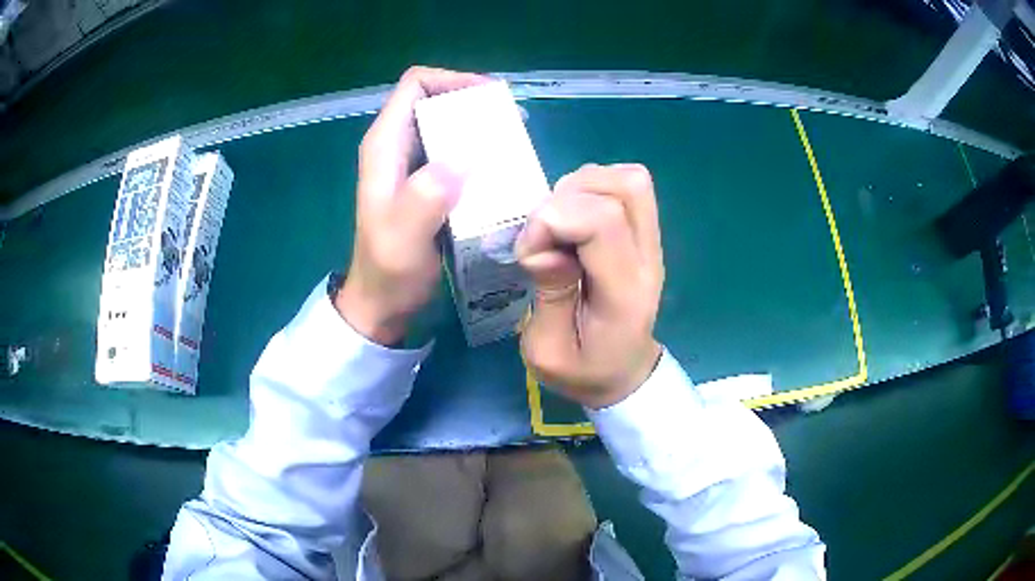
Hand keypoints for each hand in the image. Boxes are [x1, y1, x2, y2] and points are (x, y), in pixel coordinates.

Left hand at [336, 67, 486, 344]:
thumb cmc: (388, 271)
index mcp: (384, 145)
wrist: (382, 304)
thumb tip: (462, 158)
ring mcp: (410, 164)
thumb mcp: (403, 237)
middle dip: (473, 104)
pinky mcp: (425, 182)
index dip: (453, 80)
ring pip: (446, 125)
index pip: (416, 85)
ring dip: (479, 128)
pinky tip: (500, 169)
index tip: (491, 98)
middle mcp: (396, 146)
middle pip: (435, 100)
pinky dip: (477, 152)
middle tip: (511, 124)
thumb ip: (425, 197)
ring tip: (513, 144)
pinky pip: (453, 151)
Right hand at [516, 164, 664, 408]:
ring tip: (558, 227)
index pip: (603, 221)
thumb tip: (545, 245)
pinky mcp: (645, 233)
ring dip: (579, 190)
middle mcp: (646, 257)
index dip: (554, 219)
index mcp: (624, 293)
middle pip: (626, 186)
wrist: (624, 372)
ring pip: (626, 179)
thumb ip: (548, 296)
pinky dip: (590, 190)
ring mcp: (651, 241)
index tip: (529, 251)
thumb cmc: (584, 370)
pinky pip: (623, 186)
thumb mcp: (547, 353)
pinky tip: (574, 221)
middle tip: (546, 234)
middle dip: (569, 197)